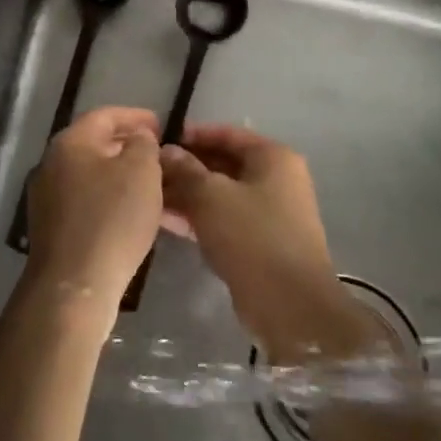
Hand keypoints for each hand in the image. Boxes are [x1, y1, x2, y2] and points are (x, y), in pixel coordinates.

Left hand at [24, 106, 163, 318]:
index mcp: (70, 142)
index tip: (161, 125)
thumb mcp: (141, 172)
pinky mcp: (50, 227)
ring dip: (117, 174)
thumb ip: (143, 144)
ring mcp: (46, 197)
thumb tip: (138, 138)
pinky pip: (83, 200)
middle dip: (126, 145)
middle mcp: (51, 163)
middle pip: (93, 143)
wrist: (74, 285)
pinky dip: (106, 198)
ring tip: (148, 184)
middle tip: (156, 153)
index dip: (135, 116)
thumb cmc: (112, 219)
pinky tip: (127, 213)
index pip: (105, 115)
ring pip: (89, 173)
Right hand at [160, 124, 380, 361]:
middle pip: (224, 164)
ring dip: (188, 194)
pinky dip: (198, 217)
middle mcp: (276, 179)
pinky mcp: (260, 243)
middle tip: (150, 171)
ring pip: (221, 194)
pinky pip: (224, 219)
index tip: (160, 140)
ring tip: (149, 195)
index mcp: (273, 158)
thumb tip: (165, 151)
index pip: (227, 134)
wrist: (291, 306)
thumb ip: (186, 170)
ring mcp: (270, 213)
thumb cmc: (253, 237)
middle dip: (186, 167)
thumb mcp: (211, 197)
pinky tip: (165, 219)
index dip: (193, 135)